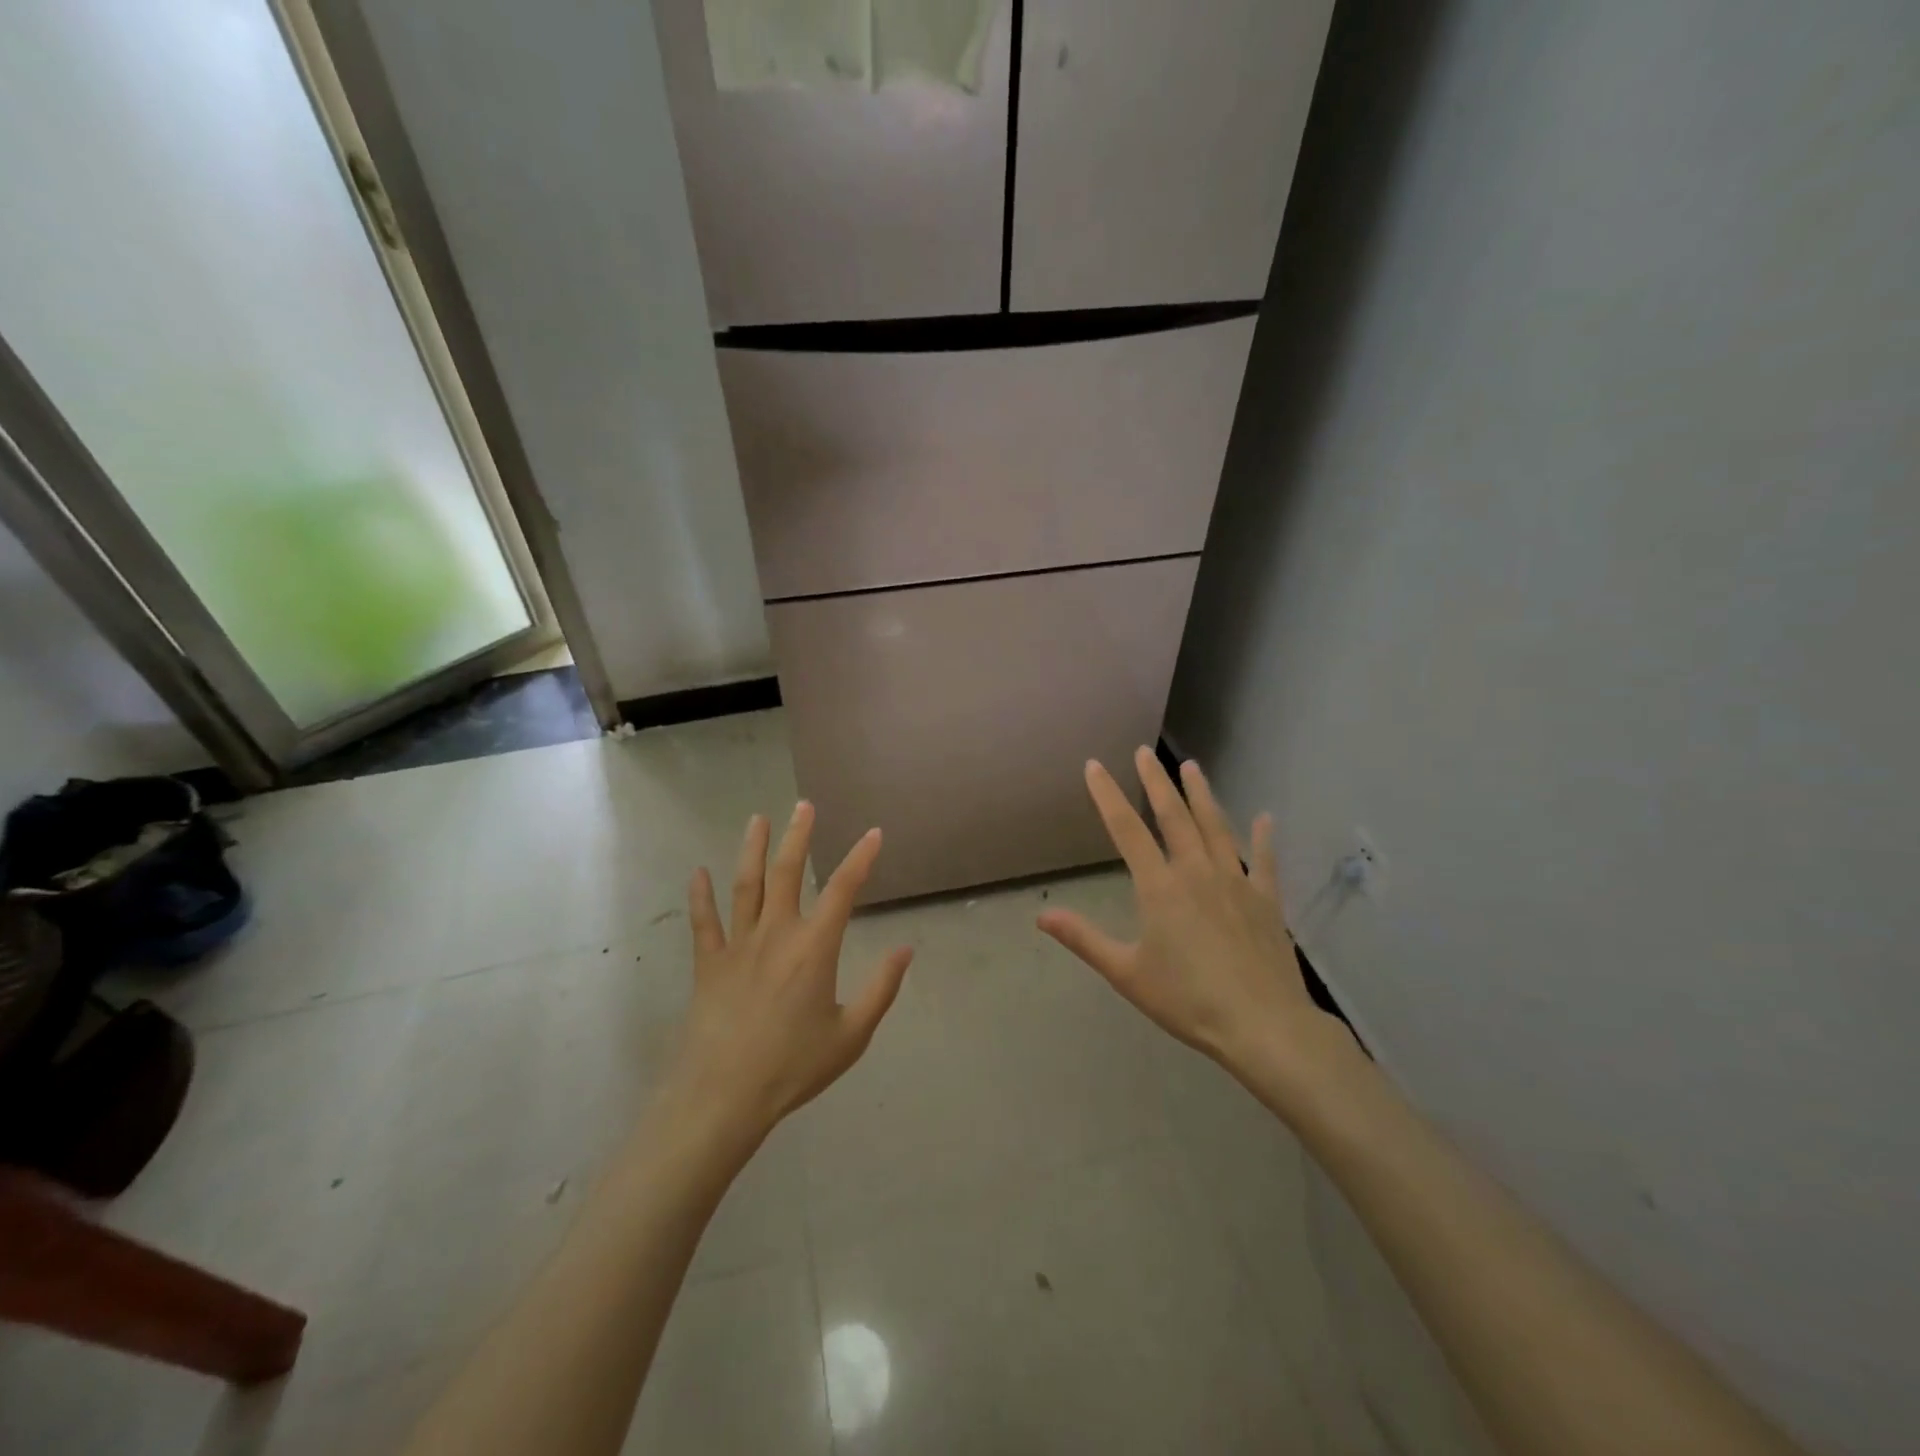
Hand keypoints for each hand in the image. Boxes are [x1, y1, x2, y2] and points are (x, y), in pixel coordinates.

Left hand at [669, 802, 912, 1145]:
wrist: (723, 1096)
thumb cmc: (793, 1067)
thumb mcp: (851, 1035)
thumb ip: (881, 989)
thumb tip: (905, 949)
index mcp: (814, 948)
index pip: (843, 889)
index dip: (861, 857)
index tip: (874, 833)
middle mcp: (776, 934)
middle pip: (788, 872)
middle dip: (798, 836)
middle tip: (804, 805)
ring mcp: (738, 945)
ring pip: (746, 885)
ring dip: (753, 849)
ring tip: (758, 819)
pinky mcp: (708, 964)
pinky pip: (703, 921)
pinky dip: (701, 895)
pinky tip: (699, 872)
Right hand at [1038, 748, 1340, 1089]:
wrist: (1263, 1025)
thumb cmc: (1188, 1001)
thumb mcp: (1127, 973)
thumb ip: (1084, 939)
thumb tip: (1042, 916)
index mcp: (1160, 887)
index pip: (1126, 829)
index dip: (1107, 795)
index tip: (1095, 766)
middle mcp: (1197, 872)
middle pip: (1173, 816)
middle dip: (1156, 781)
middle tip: (1145, 752)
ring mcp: (1236, 883)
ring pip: (1216, 828)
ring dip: (1202, 795)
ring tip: (1192, 766)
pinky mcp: (1266, 901)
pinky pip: (1265, 862)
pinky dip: (1264, 838)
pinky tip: (1266, 818)